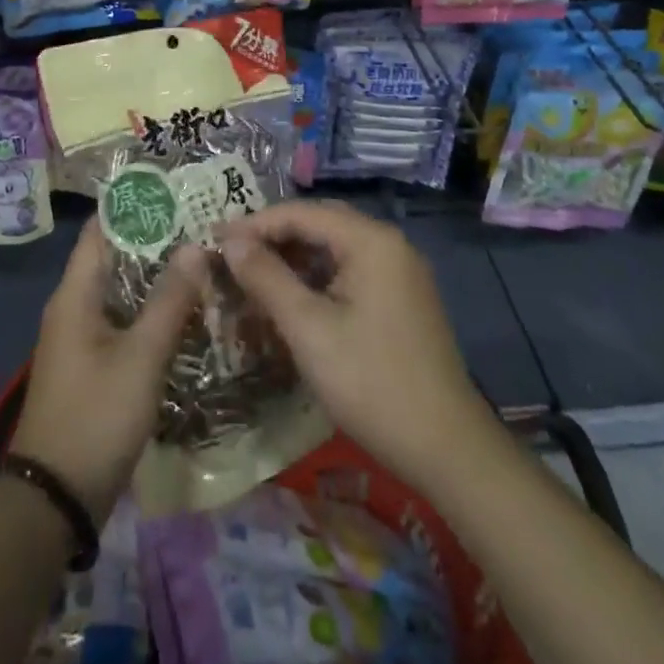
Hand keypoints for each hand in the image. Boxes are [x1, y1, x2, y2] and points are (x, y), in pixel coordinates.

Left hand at [10, 217, 204, 522]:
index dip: (133, 207)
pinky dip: (150, 310)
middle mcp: (73, 307)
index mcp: (75, 294)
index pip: (100, 229)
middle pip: (114, 258)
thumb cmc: (96, 416)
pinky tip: (185, 312)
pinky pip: (123, 321)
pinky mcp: (92, 365)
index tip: (173, 191)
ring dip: (156, 276)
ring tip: (201, 260)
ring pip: (122, 291)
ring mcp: (81, 337)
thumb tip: (195, 246)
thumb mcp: (140, 357)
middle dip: (154, 240)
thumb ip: (169, 300)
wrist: (55, 499)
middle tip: (201, 224)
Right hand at [218, 200, 496, 495]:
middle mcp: (388, 244)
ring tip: (252, 279)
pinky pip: (349, 273)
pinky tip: (291, 302)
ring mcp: (399, 272)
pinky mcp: (401, 300)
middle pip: (318, 225)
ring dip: (293, 260)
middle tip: (230, 258)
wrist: (448, 450)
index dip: (254, 224)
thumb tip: (230, 240)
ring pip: (333, 249)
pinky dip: (316, 280)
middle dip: (272, 239)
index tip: (214, 241)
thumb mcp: (308, 329)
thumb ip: (266, 278)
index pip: (301, 212)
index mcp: (370, 240)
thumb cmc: (372, 383)